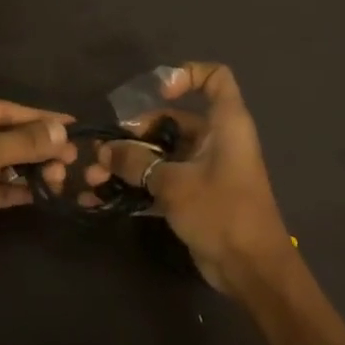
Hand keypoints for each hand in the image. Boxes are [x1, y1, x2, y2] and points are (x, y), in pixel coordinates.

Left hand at [0, 89, 77, 238]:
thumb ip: (25, 141)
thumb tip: (62, 131)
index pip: (2, 108)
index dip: (38, 116)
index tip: (71, 124)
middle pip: (3, 135)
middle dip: (37, 147)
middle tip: (71, 157)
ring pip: (0, 162)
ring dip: (31, 168)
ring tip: (61, 176)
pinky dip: (17, 188)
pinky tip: (44, 191)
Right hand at [89, 62, 295, 292]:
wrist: (250, 268)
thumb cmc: (221, 211)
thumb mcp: (174, 184)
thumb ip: (137, 162)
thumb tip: (105, 151)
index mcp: (225, 124)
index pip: (215, 78)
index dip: (186, 75)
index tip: (156, 93)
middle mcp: (216, 141)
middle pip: (173, 121)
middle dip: (134, 135)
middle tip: (103, 153)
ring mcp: (204, 170)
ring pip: (161, 155)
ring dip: (128, 164)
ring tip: (94, 178)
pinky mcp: (194, 197)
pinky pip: (160, 182)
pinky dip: (136, 187)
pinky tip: (102, 197)